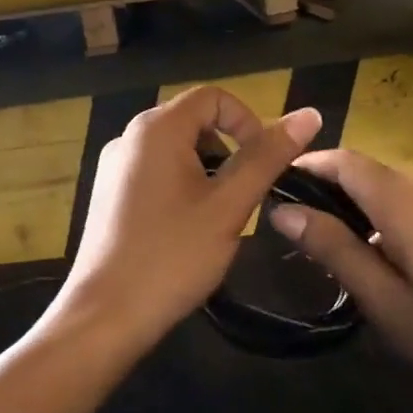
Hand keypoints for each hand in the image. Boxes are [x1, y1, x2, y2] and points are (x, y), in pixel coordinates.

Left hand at [54, 88, 323, 349]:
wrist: (104, 316)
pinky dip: (181, 185)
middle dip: (228, 149)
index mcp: (157, 128)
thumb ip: (268, 157)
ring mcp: (114, 166)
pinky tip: (186, 228)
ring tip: (218, 216)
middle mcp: (129, 136)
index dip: (248, 121)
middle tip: (242, 196)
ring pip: (175, 148)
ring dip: (206, 170)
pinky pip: (154, 171)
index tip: (262, 165)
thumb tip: (309, 115)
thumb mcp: (229, 205)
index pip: (213, 97)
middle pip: (193, 120)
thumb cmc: (172, 256)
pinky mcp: (108, 193)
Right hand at [268, 150, 412, 412]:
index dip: (306, 166)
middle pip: (363, 171)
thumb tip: (283, 211)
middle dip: (324, 188)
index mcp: (404, 201)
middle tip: (291, 226)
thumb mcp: (383, 300)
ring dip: (351, 206)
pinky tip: (370, 257)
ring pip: (385, 188)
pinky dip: (377, 217)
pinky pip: (407, 205)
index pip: (343, 161)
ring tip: (322, 246)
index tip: (271, 186)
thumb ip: (332, 248)